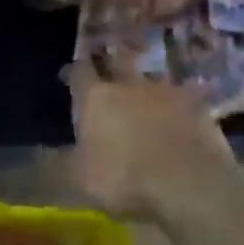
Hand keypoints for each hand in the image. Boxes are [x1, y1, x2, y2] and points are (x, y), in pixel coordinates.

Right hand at [69, 68, 242, 213]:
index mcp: (96, 98)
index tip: (70, 74)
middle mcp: (129, 85)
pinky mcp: (200, 107)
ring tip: (146, 93)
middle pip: (119, 60)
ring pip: (152, 78)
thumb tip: (43, 154)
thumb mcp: (80, 180)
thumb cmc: (126, 180)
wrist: (192, 185)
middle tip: (110, 63)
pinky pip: (183, 99)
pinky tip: (179, 116)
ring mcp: (168, 93)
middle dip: (112, 59)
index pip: (80, 71)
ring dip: (147, 83)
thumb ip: (62, 162)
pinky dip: (178, 105)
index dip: (74, 70)